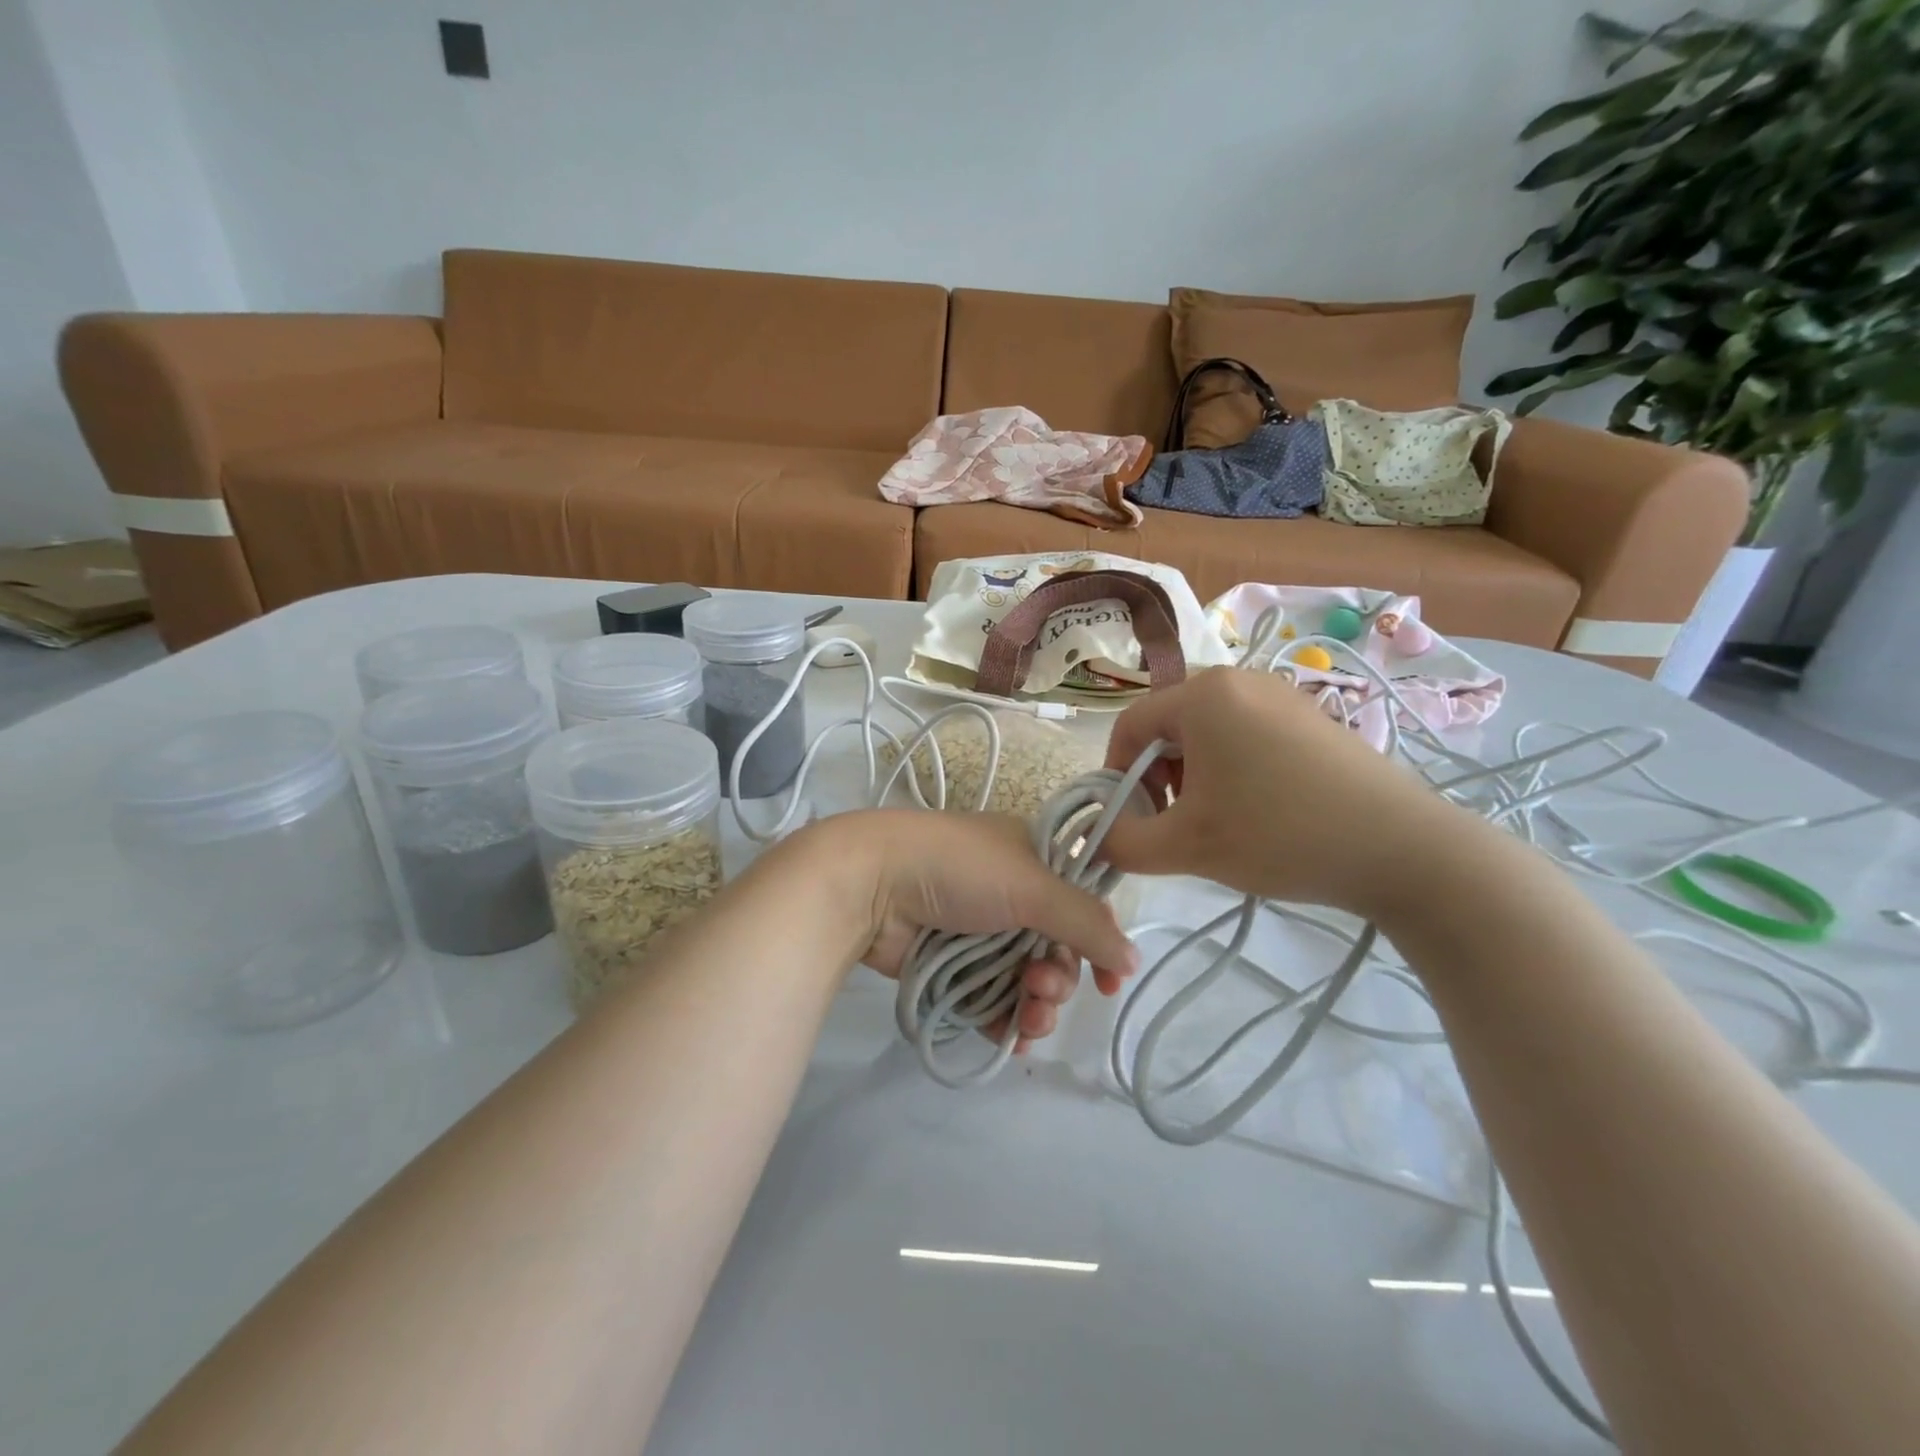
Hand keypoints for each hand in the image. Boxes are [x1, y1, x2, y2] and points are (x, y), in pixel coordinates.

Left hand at [801, 810, 1138, 1048]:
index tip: (1110, 981)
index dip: (1099, 941)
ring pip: (1027, 980)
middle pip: (1057, 949)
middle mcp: (1011, 893)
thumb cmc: (958, 870)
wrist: (871, 883)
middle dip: (1060, 978)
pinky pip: (993, 1000)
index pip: (1083, 902)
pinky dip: (1007, 1021)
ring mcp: (980, 931)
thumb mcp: (1031, 885)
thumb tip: (1132, 960)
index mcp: (1033, 858)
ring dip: (1038, 1005)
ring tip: (1028, 1016)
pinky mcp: (953, 965)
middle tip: (1042, 988)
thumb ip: (1085, 922)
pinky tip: (1014, 1038)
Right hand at [1099, 668, 1461, 916]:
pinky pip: (1246, 736)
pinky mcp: (1311, 717)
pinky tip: (1258, 811)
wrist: (1403, 849)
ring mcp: (1281, 695)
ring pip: (1207, 733)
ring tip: (1217, 823)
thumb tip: (1098, 838)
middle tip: (1175, 825)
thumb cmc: (1279, 835)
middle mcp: (1239, 681)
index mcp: (1203, 695)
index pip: (1129, 727)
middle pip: (1168, 727)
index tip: (1130, 821)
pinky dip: (1232, 770)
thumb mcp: (1186, 846)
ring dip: (1193, 777)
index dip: (1116, 776)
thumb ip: (1123, 843)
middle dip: (1158, 779)